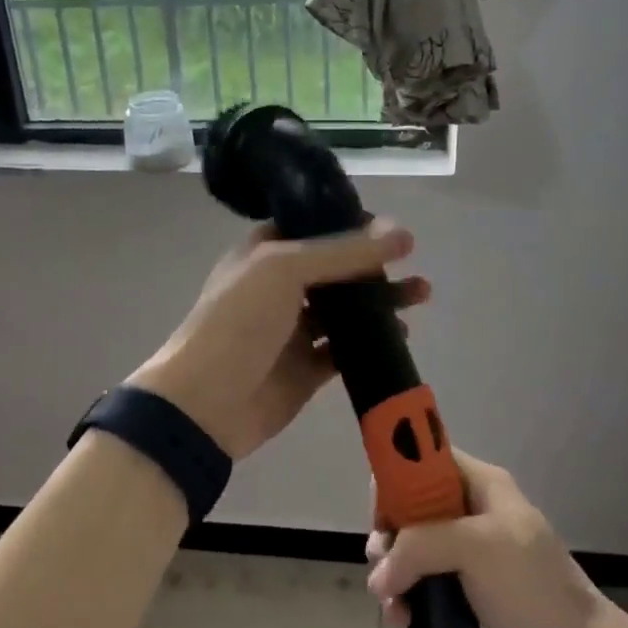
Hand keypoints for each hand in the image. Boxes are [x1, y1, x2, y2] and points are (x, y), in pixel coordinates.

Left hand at [130, 220, 427, 459]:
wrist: (206, 403)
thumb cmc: (238, 322)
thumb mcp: (286, 269)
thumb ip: (344, 251)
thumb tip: (402, 232)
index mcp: (264, 254)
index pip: (310, 227)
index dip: (347, 223)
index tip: (387, 225)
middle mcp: (278, 288)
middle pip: (334, 268)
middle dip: (373, 264)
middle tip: (412, 261)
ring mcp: (292, 330)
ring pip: (344, 309)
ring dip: (380, 301)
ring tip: (420, 293)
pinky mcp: (306, 369)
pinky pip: (344, 350)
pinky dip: (370, 341)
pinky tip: (399, 335)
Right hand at [367, 451, 610, 627]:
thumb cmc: (533, 589)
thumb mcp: (477, 549)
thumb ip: (421, 546)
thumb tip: (378, 575)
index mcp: (480, 482)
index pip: (422, 459)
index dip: (395, 480)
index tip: (380, 518)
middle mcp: (472, 506)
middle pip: (411, 502)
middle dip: (390, 533)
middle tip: (381, 563)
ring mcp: (471, 544)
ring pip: (414, 541)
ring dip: (394, 568)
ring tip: (391, 604)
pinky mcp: (469, 580)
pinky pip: (424, 573)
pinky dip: (408, 590)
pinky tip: (402, 616)